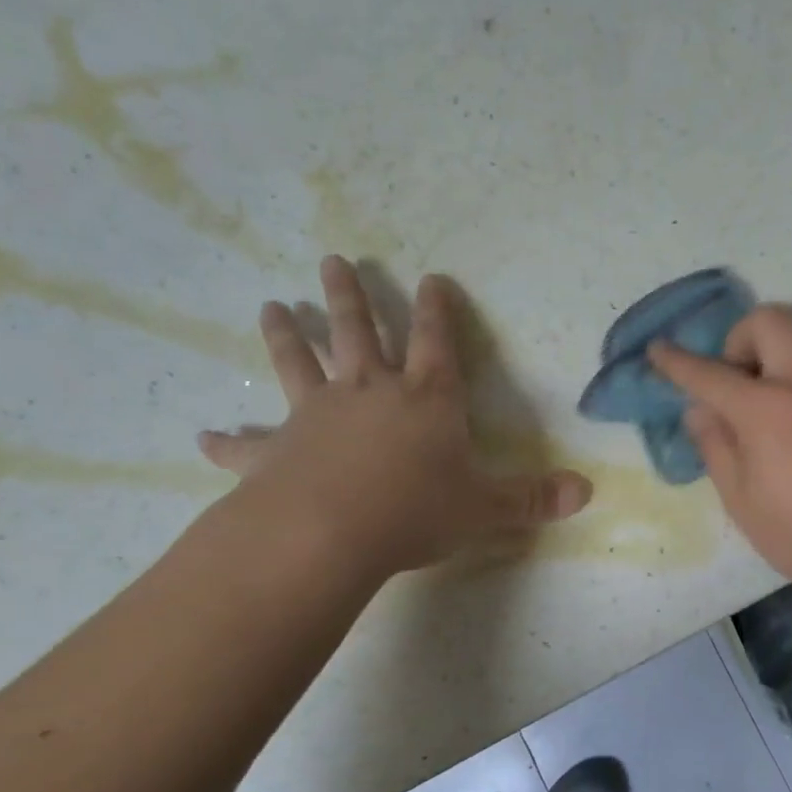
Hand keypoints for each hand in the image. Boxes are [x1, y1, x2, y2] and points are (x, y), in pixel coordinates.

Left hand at [200, 257, 591, 575]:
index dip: (437, 310)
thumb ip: (533, 499)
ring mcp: (316, 416)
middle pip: (360, 333)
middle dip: (352, 296)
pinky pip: (247, 443)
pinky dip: (228, 441)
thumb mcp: (485, 508)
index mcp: (426, 400)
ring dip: (287, 335)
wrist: (328, 533)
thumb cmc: (416, 510)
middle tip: (334, 259)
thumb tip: (587, 492)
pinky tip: (205, 437)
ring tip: (272, 306)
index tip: (430, 278)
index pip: (437, 342)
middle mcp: (370, 393)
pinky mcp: (276, 451)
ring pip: (300, 363)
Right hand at [649, 307, 791, 605]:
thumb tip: (700, 411)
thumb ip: (716, 449)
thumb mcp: (744, 504)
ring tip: (787, 390)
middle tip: (741, 381)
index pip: (707, 373)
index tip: (659, 350)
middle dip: (740, 339)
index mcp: (764, 409)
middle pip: (766, 320)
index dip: (676, 362)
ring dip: (788, 349)